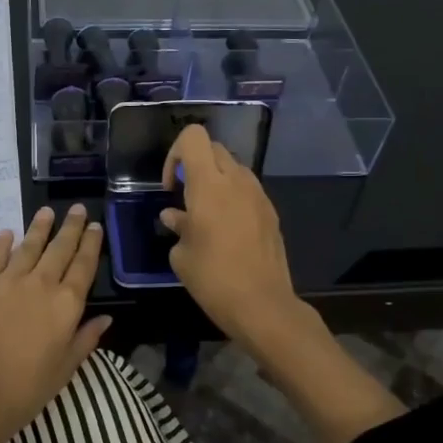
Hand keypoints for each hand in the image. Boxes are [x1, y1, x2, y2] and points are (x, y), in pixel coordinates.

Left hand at [0, 203, 111, 442]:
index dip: (91, 244)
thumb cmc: (29, 388)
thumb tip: (106, 317)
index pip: (84, 265)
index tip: (95, 226)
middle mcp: (42, 284)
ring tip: (46, 211)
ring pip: (29, 246)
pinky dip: (2, 243)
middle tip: (77, 208)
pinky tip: (7, 232)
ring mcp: (10, 281)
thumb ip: (86, 338)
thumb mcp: (67, 367)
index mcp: (67, 304)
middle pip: (60, 248)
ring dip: (39, 227)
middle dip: (71, 227)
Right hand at [160, 125, 302, 344]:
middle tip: (184, 196)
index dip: (175, 153)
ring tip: (206, 214)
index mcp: (208, 184)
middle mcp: (236, 180)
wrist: (262, 305)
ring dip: (216, 180)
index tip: (171, 185)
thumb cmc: (213, 278)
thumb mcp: (182, 255)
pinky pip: (247, 190)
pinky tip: (227, 230)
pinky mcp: (271, 212)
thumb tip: (175, 216)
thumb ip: (178, 226)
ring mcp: (258, 195)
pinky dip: (233, 197)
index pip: (193, 137)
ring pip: (233, 168)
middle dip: (195, 164)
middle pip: (213, 148)